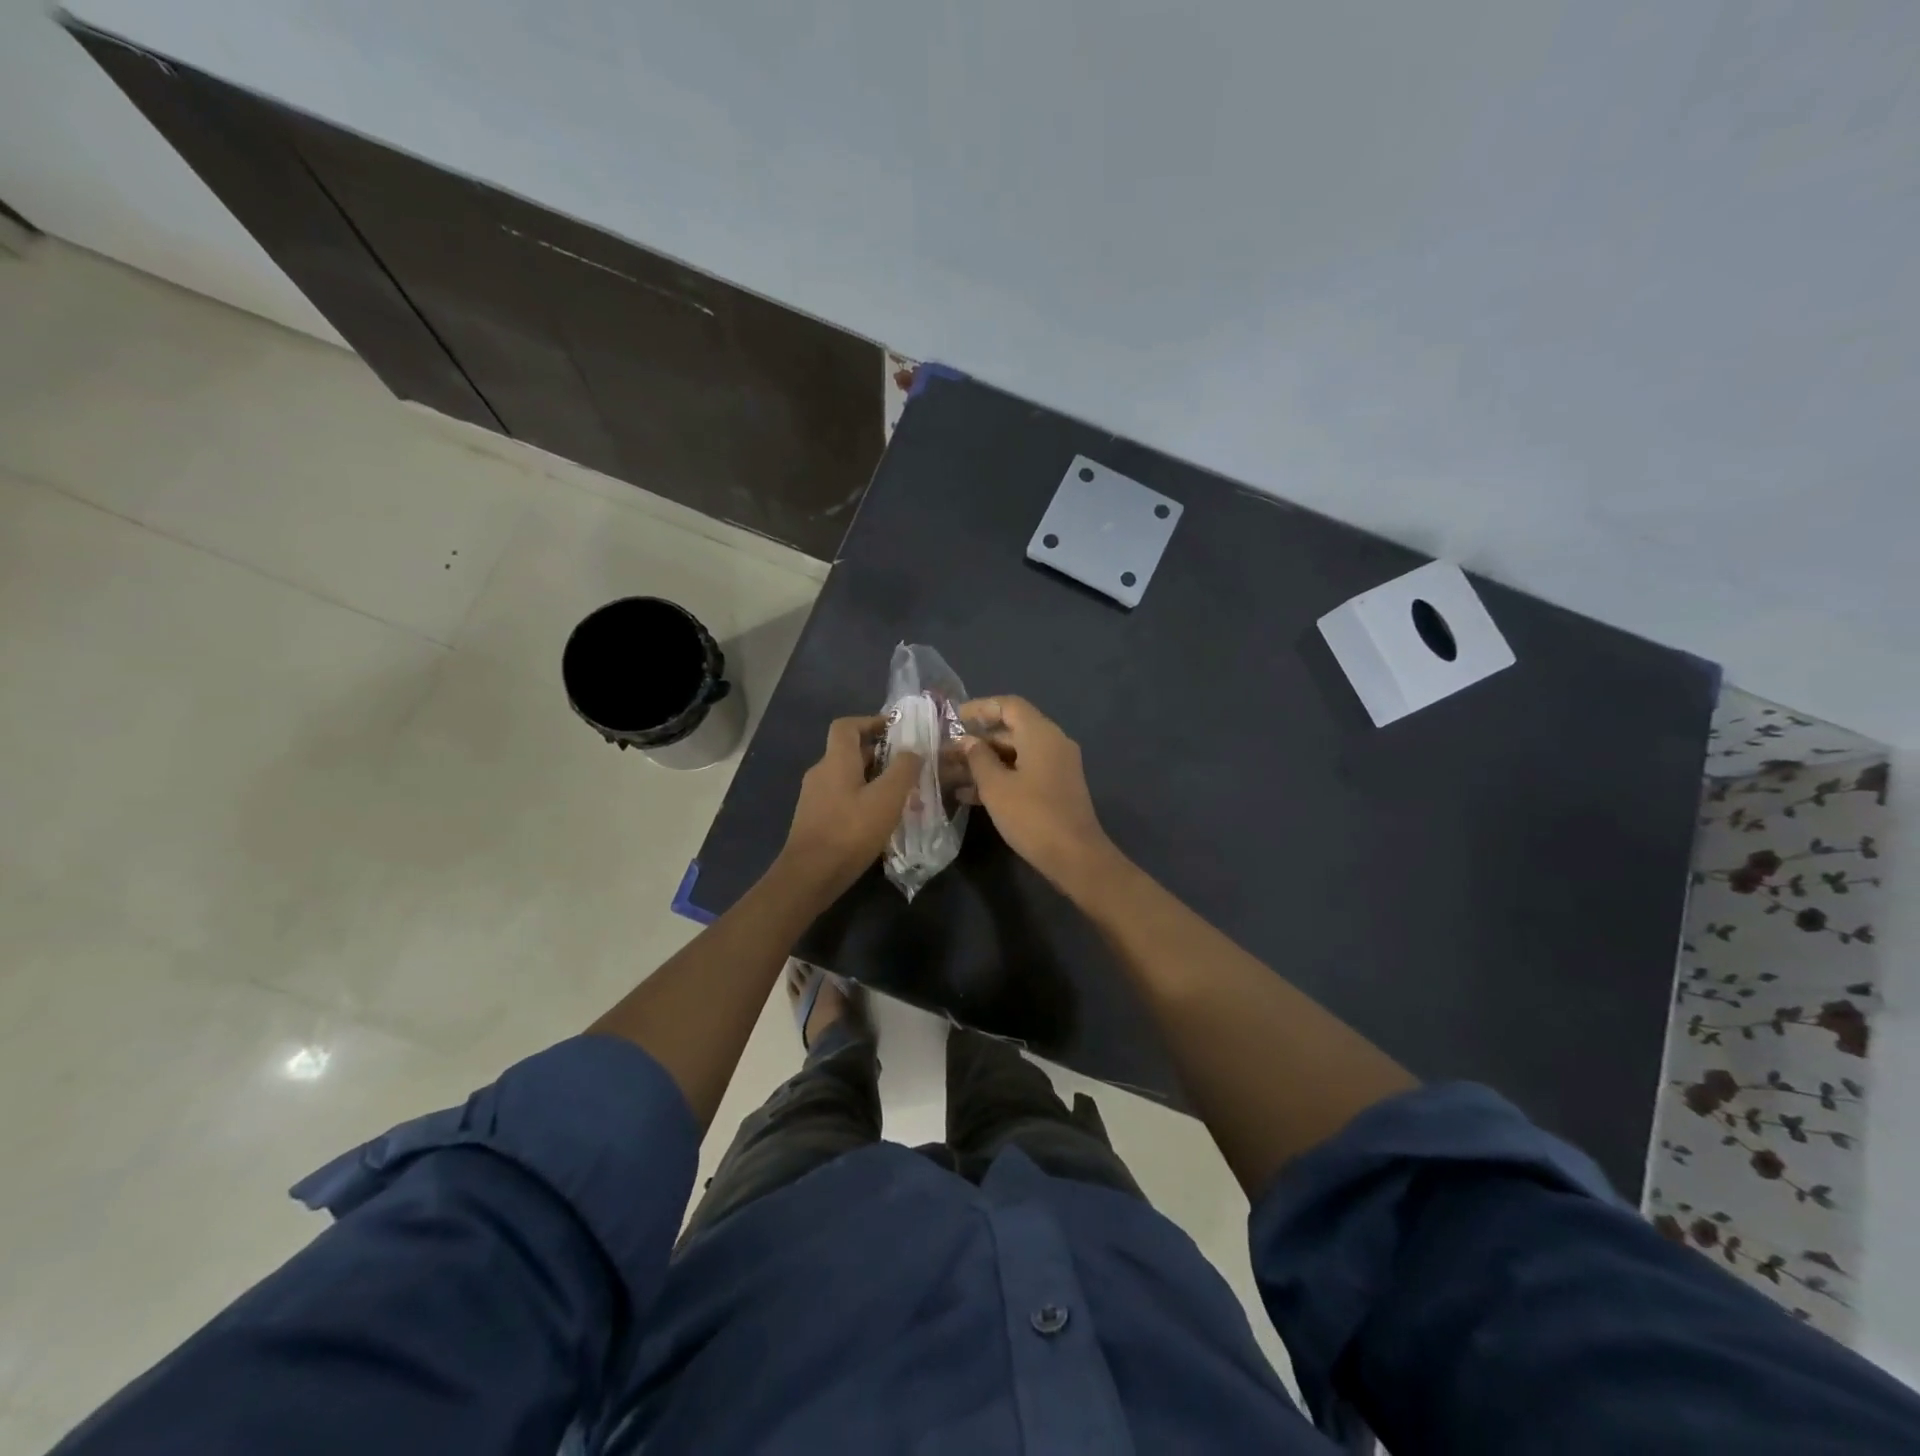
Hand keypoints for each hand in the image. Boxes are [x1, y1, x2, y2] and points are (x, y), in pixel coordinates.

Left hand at [778, 715, 920, 903]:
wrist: (810, 875)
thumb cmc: (850, 831)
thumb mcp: (887, 798)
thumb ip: (904, 769)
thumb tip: (913, 751)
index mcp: (836, 760)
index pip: (847, 725)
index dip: (871, 722)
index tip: (896, 730)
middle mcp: (821, 772)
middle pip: (850, 751)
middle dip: (881, 755)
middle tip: (909, 766)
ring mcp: (814, 797)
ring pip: (848, 777)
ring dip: (874, 779)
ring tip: (902, 795)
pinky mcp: (815, 819)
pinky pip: (843, 798)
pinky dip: (863, 799)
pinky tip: (881, 819)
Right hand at [959, 696, 1119, 892]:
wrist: (1075, 856)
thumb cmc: (1032, 816)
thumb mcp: (996, 787)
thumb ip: (978, 758)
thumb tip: (968, 742)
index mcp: (1040, 733)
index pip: (1009, 705)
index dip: (980, 708)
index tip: (954, 718)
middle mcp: (1053, 742)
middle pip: (1011, 729)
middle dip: (978, 740)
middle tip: (947, 753)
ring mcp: (1057, 766)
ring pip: (1016, 753)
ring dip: (985, 762)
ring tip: (952, 775)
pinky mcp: (1056, 787)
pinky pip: (1024, 771)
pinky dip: (1001, 777)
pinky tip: (972, 796)